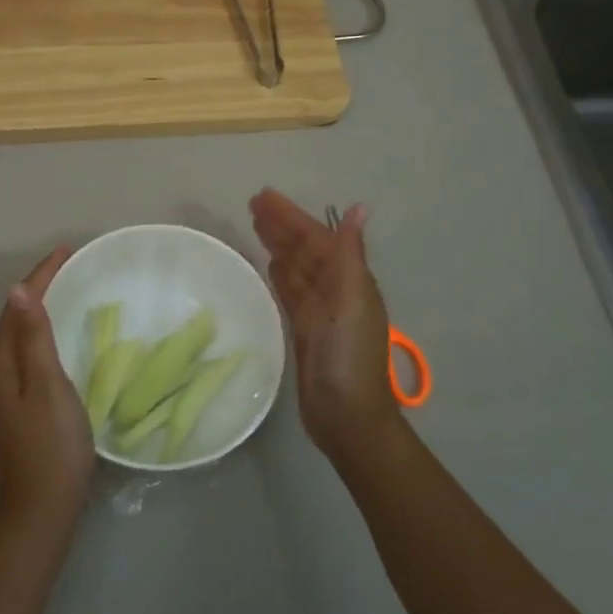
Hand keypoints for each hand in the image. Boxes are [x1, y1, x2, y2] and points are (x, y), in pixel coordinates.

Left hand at [0, 247, 94, 539]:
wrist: (42, 509)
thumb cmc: (51, 445)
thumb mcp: (47, 386)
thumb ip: (33, 337)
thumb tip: (17, 290)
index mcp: (0, 364)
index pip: (17, 306)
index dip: (41, 275)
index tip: (67, 250)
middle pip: (14, 317)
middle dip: (39, 286)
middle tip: (69, 263)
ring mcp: (5, 390)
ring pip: (20, 334)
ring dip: (39, 307)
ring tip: (65, 287)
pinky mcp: (18, 404)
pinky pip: (27, 351)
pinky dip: (42, 331)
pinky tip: (58, 334)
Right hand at [250, 189, 400, 461]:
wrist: (347, 417)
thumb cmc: (350, 356)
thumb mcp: (351, 300)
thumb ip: (349, 254)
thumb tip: (360, 207)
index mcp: (349, 280)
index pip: (316, 238)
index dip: (292, 216)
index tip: (264, 196)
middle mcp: (336, 291)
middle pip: (304, 249)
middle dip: (282, 225)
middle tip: (252, 203)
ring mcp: (320, 312)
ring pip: (295, 268)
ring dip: (278, 245)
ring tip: (255, 223)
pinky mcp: (304, 331)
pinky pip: (290, 292)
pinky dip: (280, 275)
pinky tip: (268, 264)